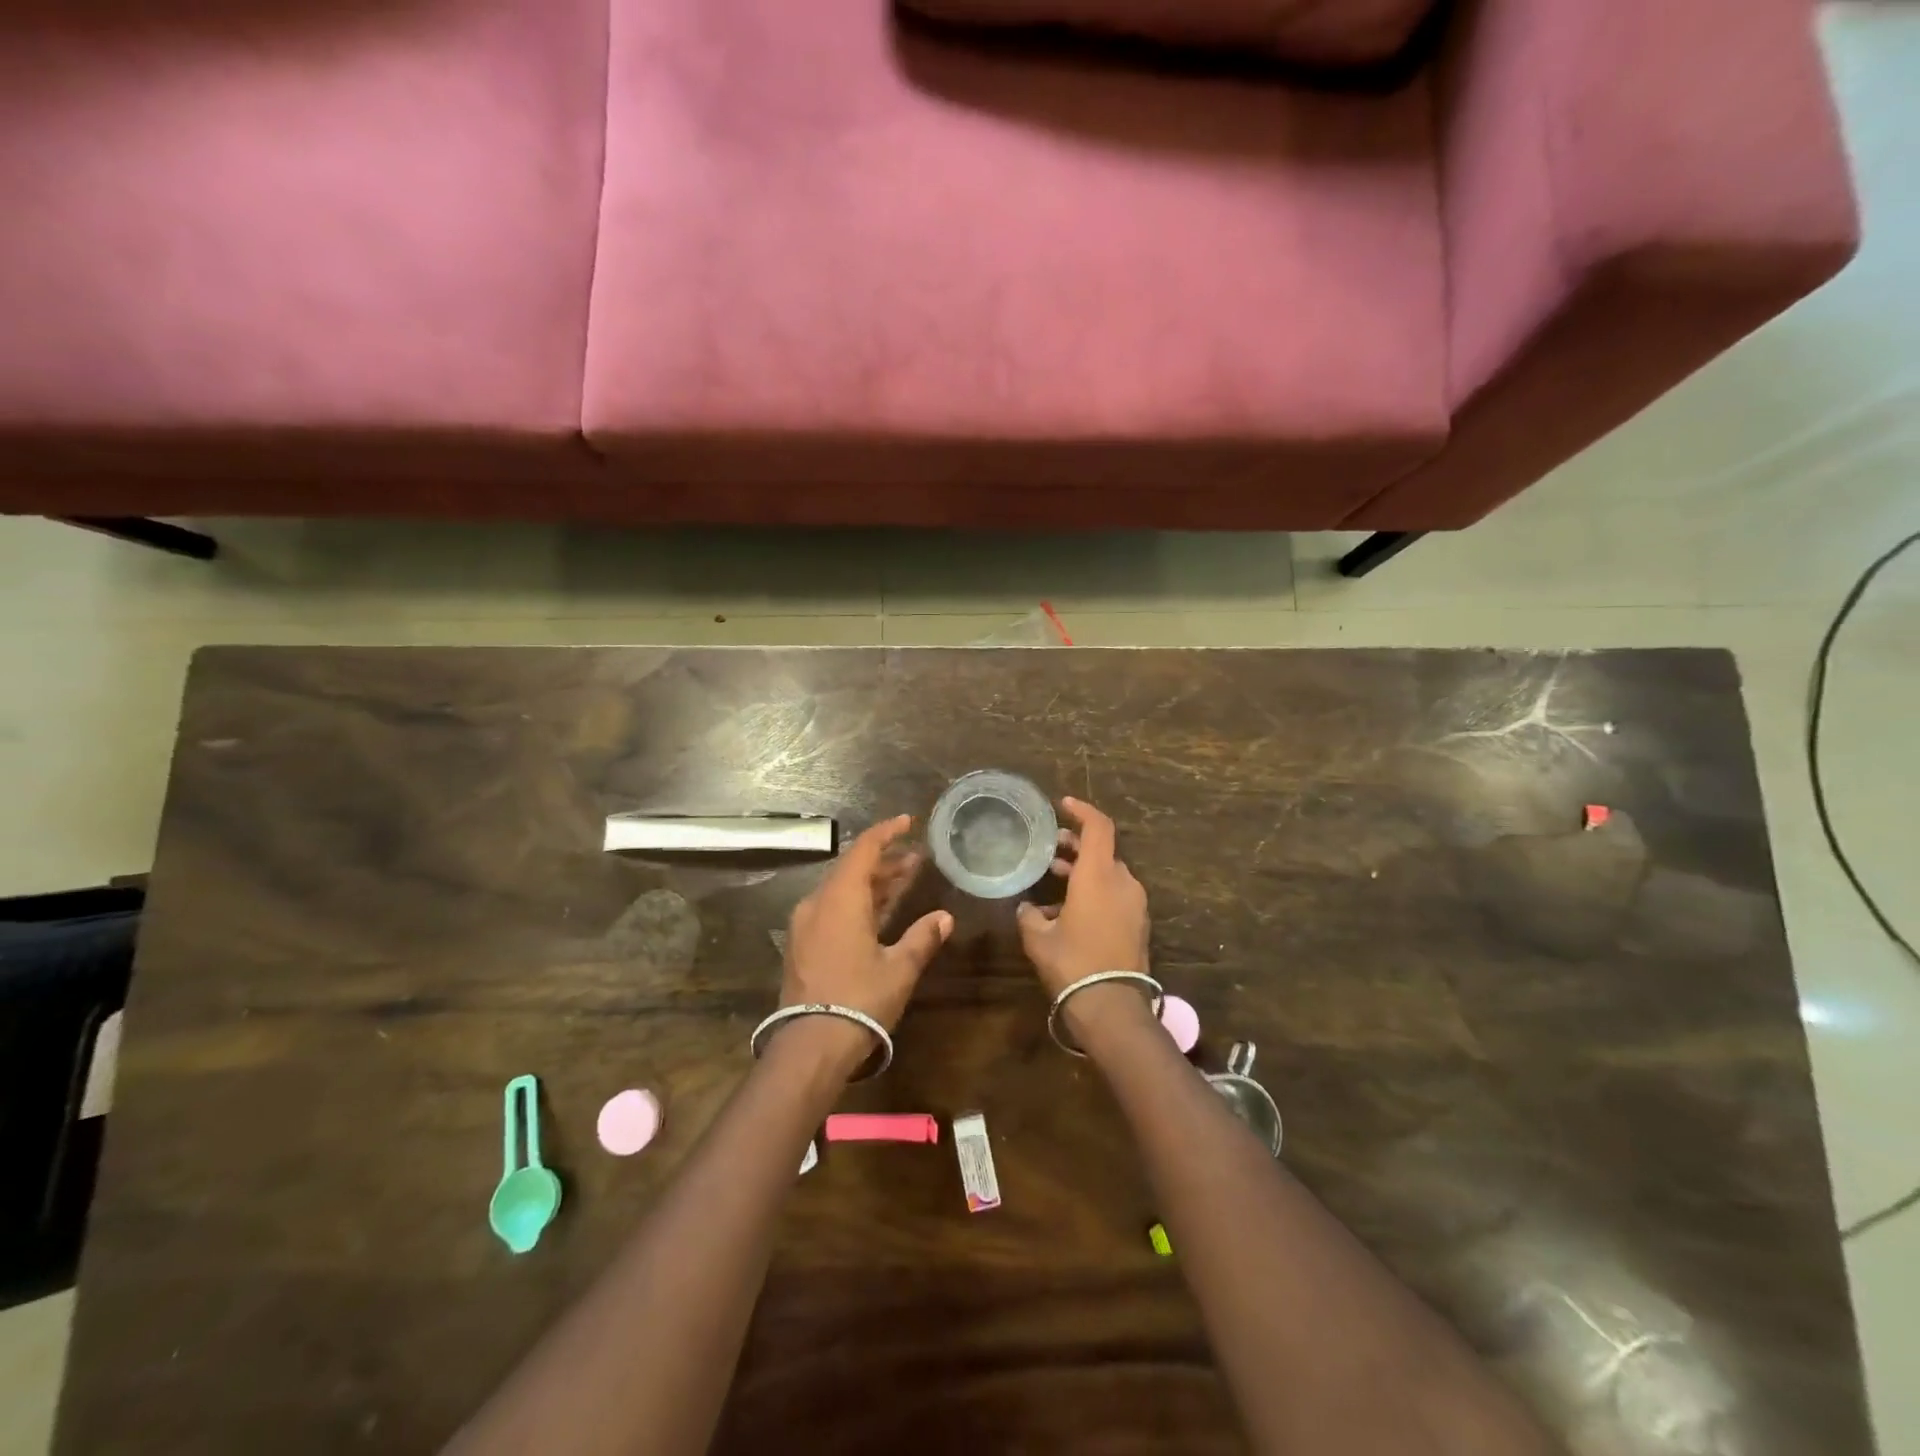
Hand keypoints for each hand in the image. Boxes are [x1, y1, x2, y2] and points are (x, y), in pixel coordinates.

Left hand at [781, 815, 952, 1036]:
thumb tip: (945, 918)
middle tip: (916, 858)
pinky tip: (879, 912)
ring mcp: (806, 925)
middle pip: (852, 868)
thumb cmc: (859, 999)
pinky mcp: (803, 945)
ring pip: (842, 890)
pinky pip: (833, 909)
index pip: (864, 850)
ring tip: (905, 879)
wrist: (810, 1045)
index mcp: (840, 898)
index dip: (887, 832)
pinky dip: (858, 902)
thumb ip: (922, 937)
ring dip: (873, 883)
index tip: (908, 822)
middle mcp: (818, 903)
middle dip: (885, 861)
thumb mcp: (899, 968)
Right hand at [1016, 797, 1149, 998]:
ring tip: (1056, 879)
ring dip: (1085, 871)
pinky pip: (1116, 896)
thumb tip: (1026, 908)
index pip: (1098, 827)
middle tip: (1052, 848)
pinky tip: (1071, 911)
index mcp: (1098, 875)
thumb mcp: (1038, 938)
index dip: (1082, 810)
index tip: (1063, 805)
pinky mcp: (1139, 924)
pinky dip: (1096, 892)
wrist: (1112, 1007)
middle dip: (1077, 846)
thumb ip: (1030, 915)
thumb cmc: (1072, 963)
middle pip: (1103, 851)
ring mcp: (1135, 904)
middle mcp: (1122, 882)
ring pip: (1110, 874)